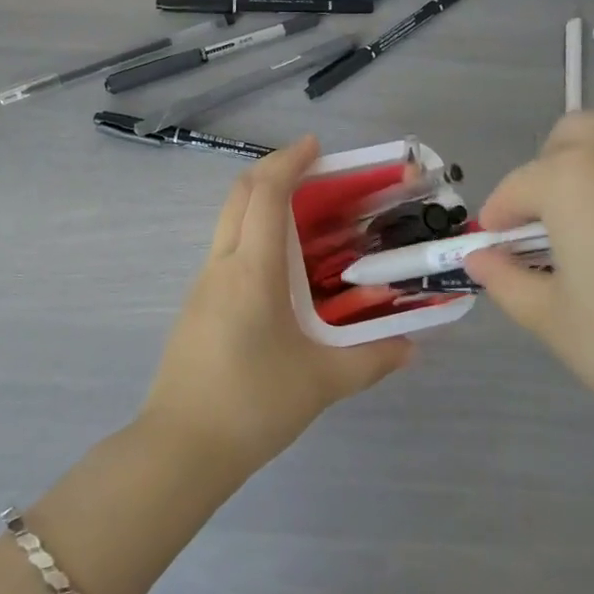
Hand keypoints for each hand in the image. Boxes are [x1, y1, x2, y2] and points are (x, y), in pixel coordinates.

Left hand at [141, 136, 413, 477]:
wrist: (180, 448)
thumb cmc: (252, 404)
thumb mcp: (321, 382)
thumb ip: (372, 359)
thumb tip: (413, 346)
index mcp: (253, 268)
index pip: (267, 193)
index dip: (290, 161)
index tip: (316, 146)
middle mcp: (224, 263)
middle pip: (240, 193)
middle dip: (274, 169)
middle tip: (312, 169)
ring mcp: (204, 282)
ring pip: (229, 219)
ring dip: (260, 200)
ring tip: (302, 214)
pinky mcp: (197, 304)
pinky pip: (226, 247)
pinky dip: (251, 231)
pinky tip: (278, 266)